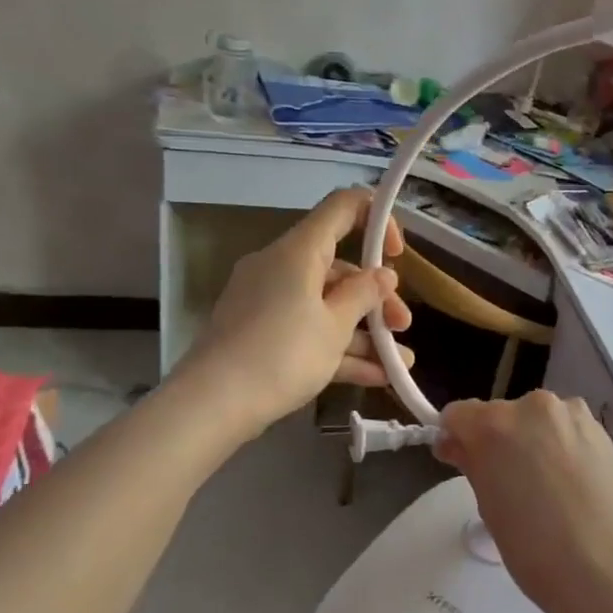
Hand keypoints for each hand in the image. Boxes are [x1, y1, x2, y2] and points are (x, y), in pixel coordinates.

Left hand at [186, 188, 413, 431]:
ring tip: (399, 363)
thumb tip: (383, 275)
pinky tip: (375, 377)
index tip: (397, 254)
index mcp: (299, 251)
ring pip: (327, 304)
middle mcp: (281, 266)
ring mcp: (268, 300)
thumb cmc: (281, 354)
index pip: (343, 207)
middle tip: (402, 325)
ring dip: (364, 331)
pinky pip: (307, 329)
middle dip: (377, 297)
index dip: (377, 218)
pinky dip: (338, 348)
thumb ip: (364, 294)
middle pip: (340, 267)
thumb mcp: (335, 326)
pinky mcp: (260, 332)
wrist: (210, 405)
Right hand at [436, 392, 612, 612]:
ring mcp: (570, 412)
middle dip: (496, 440)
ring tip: (545, 485)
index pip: (458, 414)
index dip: (455, 438)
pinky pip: (565, 428)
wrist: (609, 565)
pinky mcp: (599, 426)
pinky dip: (560, 444)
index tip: (461, 464)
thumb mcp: (490, 508)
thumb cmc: (536, 548)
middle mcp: (532, 405)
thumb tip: (459, 445)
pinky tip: (571, 481)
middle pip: (500, 414)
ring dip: (531, 440)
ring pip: (536, 419)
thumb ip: (473, 465)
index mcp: (495, 425)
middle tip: (507, 484)